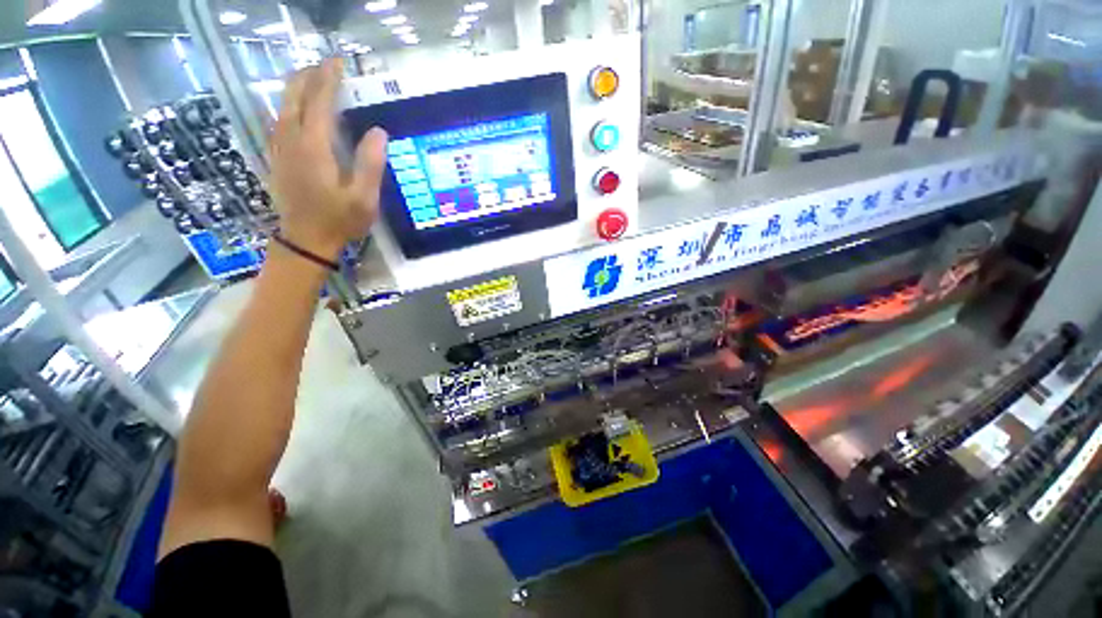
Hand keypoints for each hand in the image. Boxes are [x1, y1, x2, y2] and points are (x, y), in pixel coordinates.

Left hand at [269, 58, 387, 259]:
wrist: (305, 241)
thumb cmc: (339, 221)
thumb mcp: (364, 198)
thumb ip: (371, 164)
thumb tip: (379, 131)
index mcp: (314, 147)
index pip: (320, 101)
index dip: (329, 79)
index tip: (339, 62)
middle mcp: (292, 140)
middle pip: (294, 96)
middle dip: (309, 76)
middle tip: (327, 66)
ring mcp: (280, 148)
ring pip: (283, 105)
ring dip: (297, 88)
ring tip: (313, 79)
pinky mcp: (277, 157)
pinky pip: (279, 121)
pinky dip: (289, 105)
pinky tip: (298, 108)